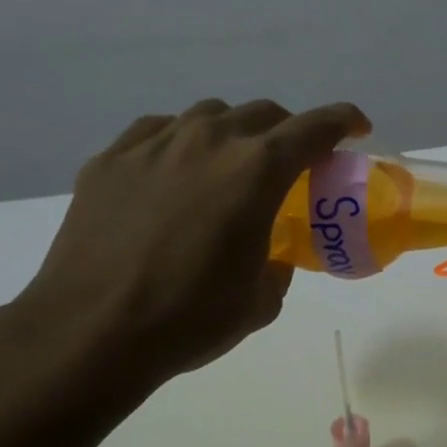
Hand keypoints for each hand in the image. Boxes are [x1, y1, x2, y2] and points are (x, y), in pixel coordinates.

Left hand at [6, 98, 368, 415]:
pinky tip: (174, 174)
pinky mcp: (111, 159)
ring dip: (233, 134)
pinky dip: (180, 144)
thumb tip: (269, 259)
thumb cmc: (189, 319)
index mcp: (256, 171)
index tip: (356, 128)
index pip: (314, 128)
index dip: (343, 122)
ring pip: (208, 116)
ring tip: (229, 167)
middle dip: (288, 132)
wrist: (90, 332)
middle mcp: (208, 141)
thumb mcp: (259, 302)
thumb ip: (276, 268)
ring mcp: (153, 144)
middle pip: (263, 114)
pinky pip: (158, 132)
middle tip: (292, 162)